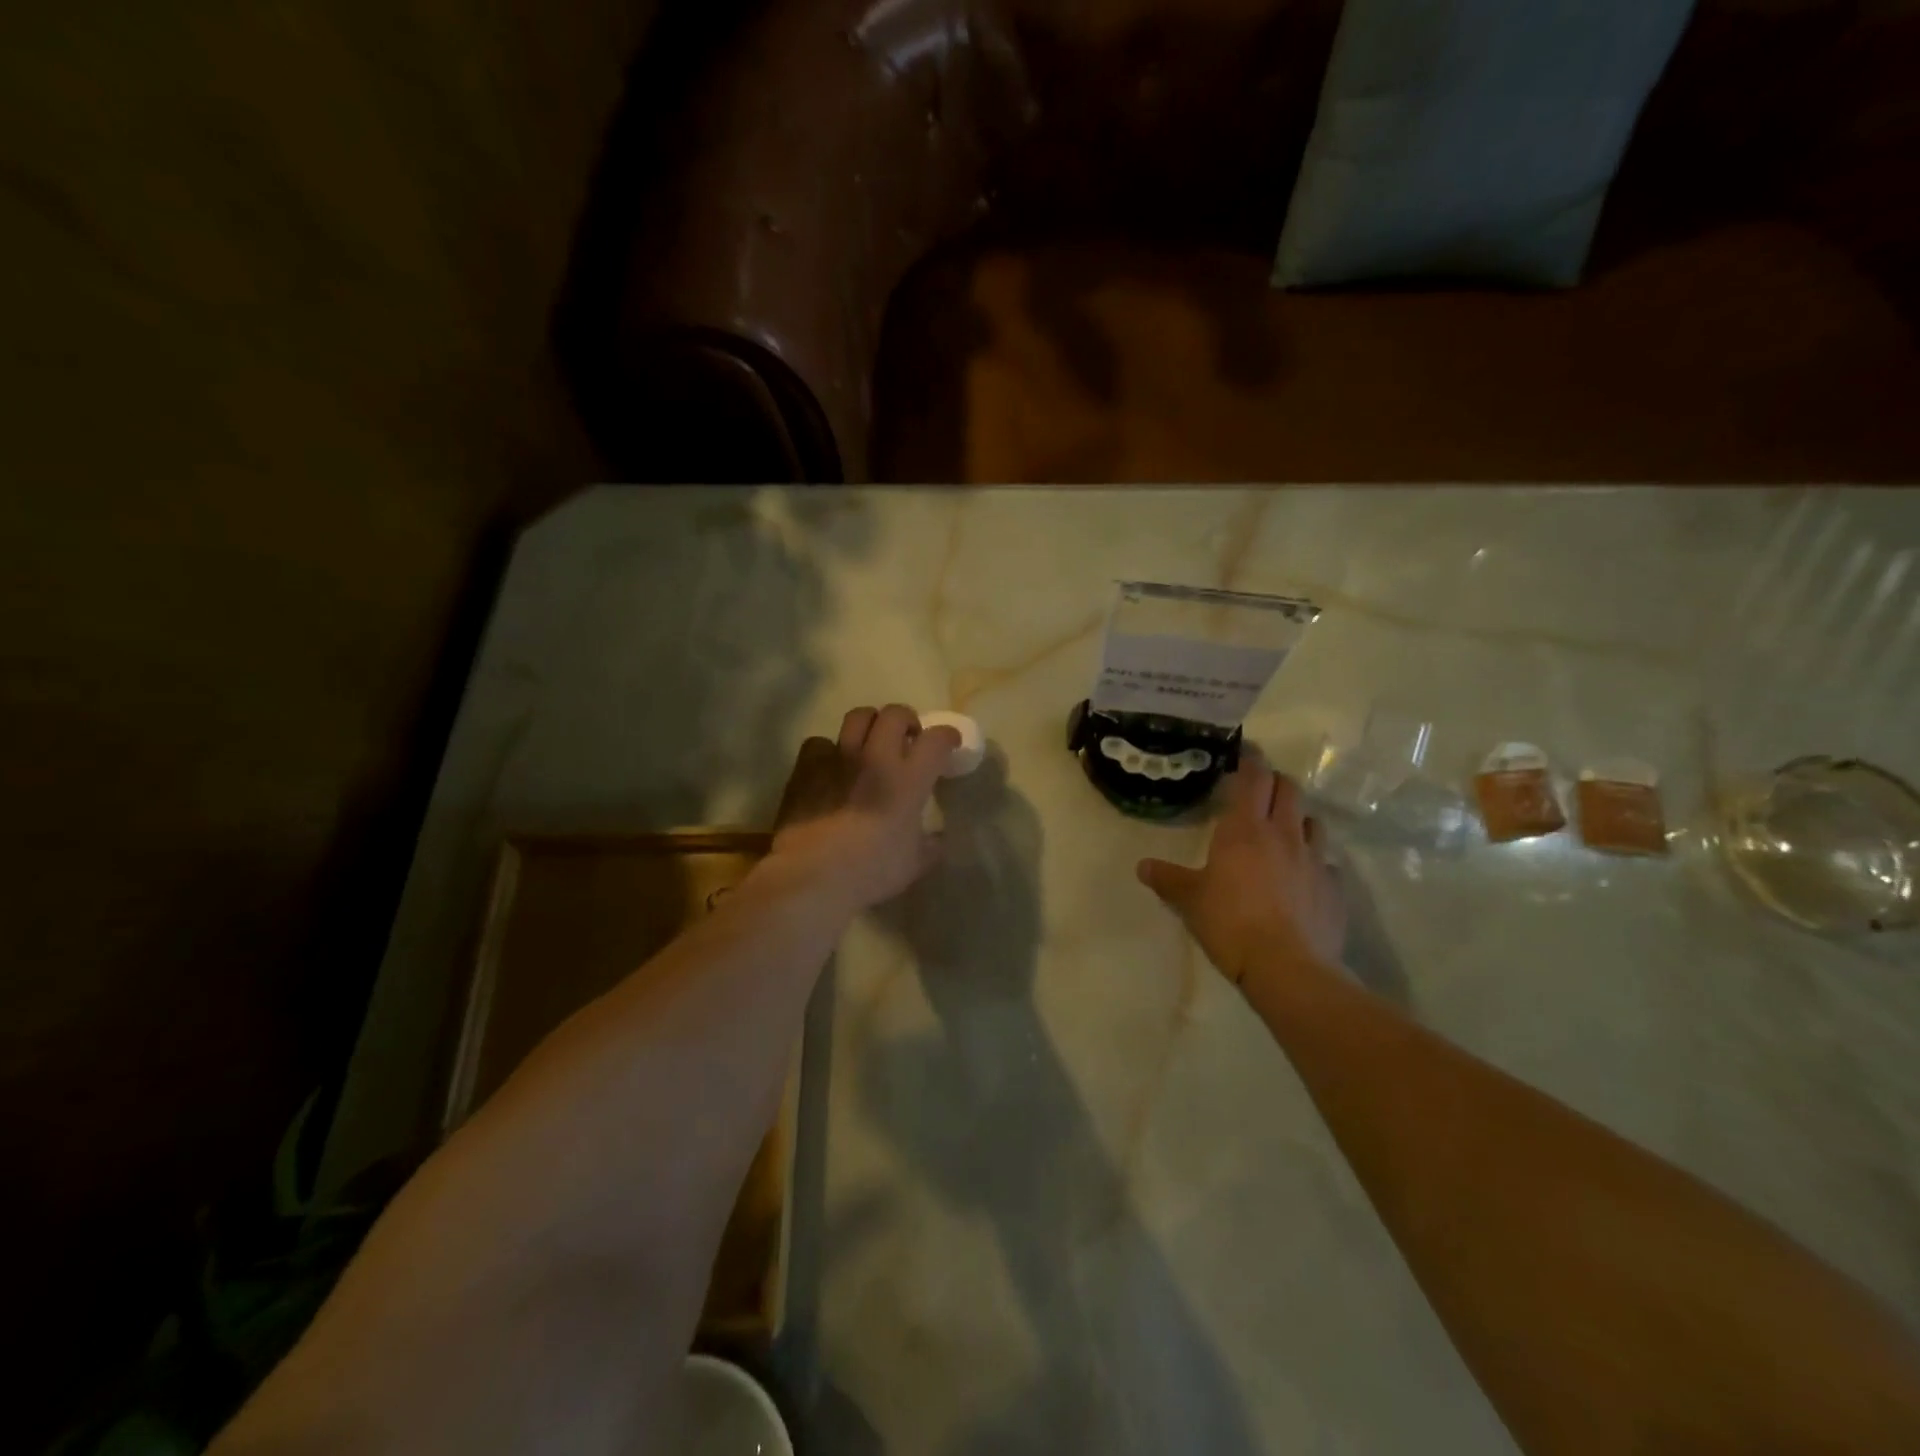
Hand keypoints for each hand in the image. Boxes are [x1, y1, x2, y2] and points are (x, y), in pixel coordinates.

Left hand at [765, 704, 960, 912]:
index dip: (947, 736)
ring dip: (870, 724)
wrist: (811, 875)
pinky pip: (820, 742)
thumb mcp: (913, 865)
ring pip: (858, 716)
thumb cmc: (869, 872)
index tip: (949, 745)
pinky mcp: (807, 767)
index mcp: (908, 781)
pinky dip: (829, 750)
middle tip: (907, 739)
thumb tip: (937, 839)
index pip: (936, 740)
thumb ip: (930, 846)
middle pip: (895, 714)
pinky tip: (830, 767)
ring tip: (870, 742)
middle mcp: (876, 758)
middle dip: (907, 720)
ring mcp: (839, 758)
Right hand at [1137, 753, 1345, 988]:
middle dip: (1275, 782)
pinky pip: (1326, 862)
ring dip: (1298, 818)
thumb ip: (1167, 879)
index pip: (1254, 778)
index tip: (1245, 752)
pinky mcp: (1334, 888)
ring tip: (1284, 831)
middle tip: (1260, 789)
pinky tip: (1302, 877)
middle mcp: (1284, 834)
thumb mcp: (1190, 900)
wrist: (1288, 968)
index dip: (1251, 760)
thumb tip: (1142, 866)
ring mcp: (1315, 860)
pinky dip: (1314, 860)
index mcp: (1245, 829)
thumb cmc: (1230, 923)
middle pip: (1289, 789)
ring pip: (1313, 821)